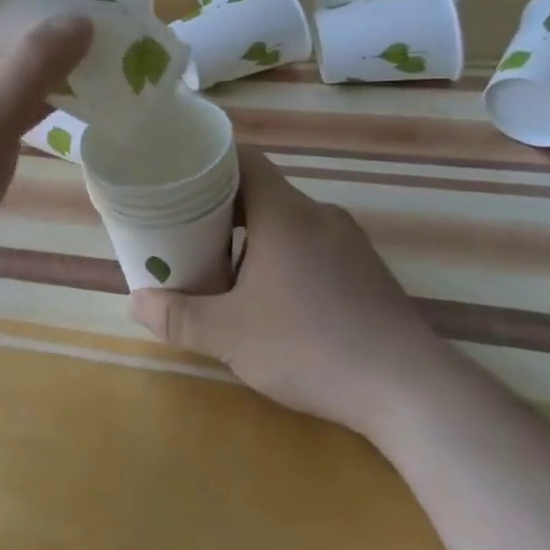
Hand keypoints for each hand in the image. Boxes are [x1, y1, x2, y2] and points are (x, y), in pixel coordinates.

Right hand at [129, 147, 455, 437]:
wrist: (412, 391)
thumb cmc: (312, 346)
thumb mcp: (231, 335)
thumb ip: (179, 316)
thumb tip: (137, 302)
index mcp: (284, 212)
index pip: (243, 159)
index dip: (207, 161)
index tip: (177, 177)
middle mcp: (318, 214)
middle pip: (261, 190)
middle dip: (221, 206)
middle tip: (186, 229)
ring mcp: (349, 241)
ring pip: (287, 220)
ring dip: (253, 235)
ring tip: (223, 267)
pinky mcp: (366, 270)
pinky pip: (313, 244)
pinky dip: (284, 254)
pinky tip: (274, 297)